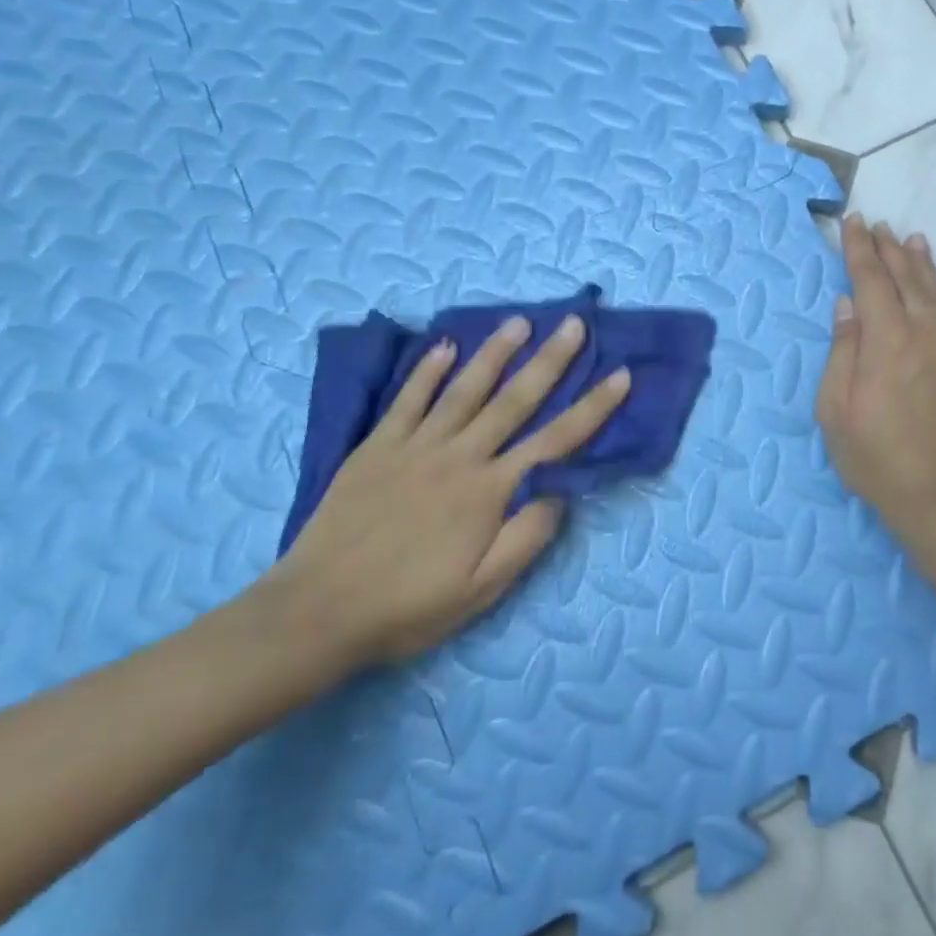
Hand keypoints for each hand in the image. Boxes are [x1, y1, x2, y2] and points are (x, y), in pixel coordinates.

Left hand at [261, 314, 630, 670]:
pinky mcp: (375, 448)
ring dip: (494, 353)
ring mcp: (414, 447)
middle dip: (550, 360)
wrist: (315, 614)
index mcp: (489, 491)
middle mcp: (458, 456)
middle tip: (574, 324)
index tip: (621, 375)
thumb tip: (561, 491)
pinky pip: (407, 400)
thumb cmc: (408, 607)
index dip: (593, 407)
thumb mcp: (482, 590)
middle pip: (514, 400)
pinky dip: (426, 372)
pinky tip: (443, 347)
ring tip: (519, 322)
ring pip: (464, 389)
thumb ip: (527, 537)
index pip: (556, 440)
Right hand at [817, 217, 935, 544]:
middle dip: (887, 248)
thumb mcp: (836, 412)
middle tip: (877, 223)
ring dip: (921, 263)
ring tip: (911, 239)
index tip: (851, 221)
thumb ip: (842, 352)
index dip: (858, 249)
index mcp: (886, 341)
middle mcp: (924, 333)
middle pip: (905, 278)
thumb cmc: (878, 459)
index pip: (870, 280)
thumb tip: (846, 305)